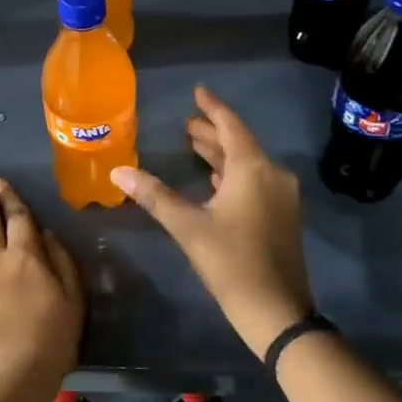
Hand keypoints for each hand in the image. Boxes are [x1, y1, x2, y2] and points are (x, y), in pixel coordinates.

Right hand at [111, 85, 313, 358]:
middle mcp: (273, 174)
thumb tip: (118, 172)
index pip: (231, 126)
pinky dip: (234, 175)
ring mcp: (282, 195)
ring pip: (248, 164)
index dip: (212, 108)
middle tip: (186, 125)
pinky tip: (217, 181)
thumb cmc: (231, 263)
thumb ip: (155, 195)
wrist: (276, 310)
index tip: (198, 91)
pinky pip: (256, 181)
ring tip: (195, 146)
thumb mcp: (188, 227)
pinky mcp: (283, 215)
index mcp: (253, 169)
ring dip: (222, 155)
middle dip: (212, 133)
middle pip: (240, 144)